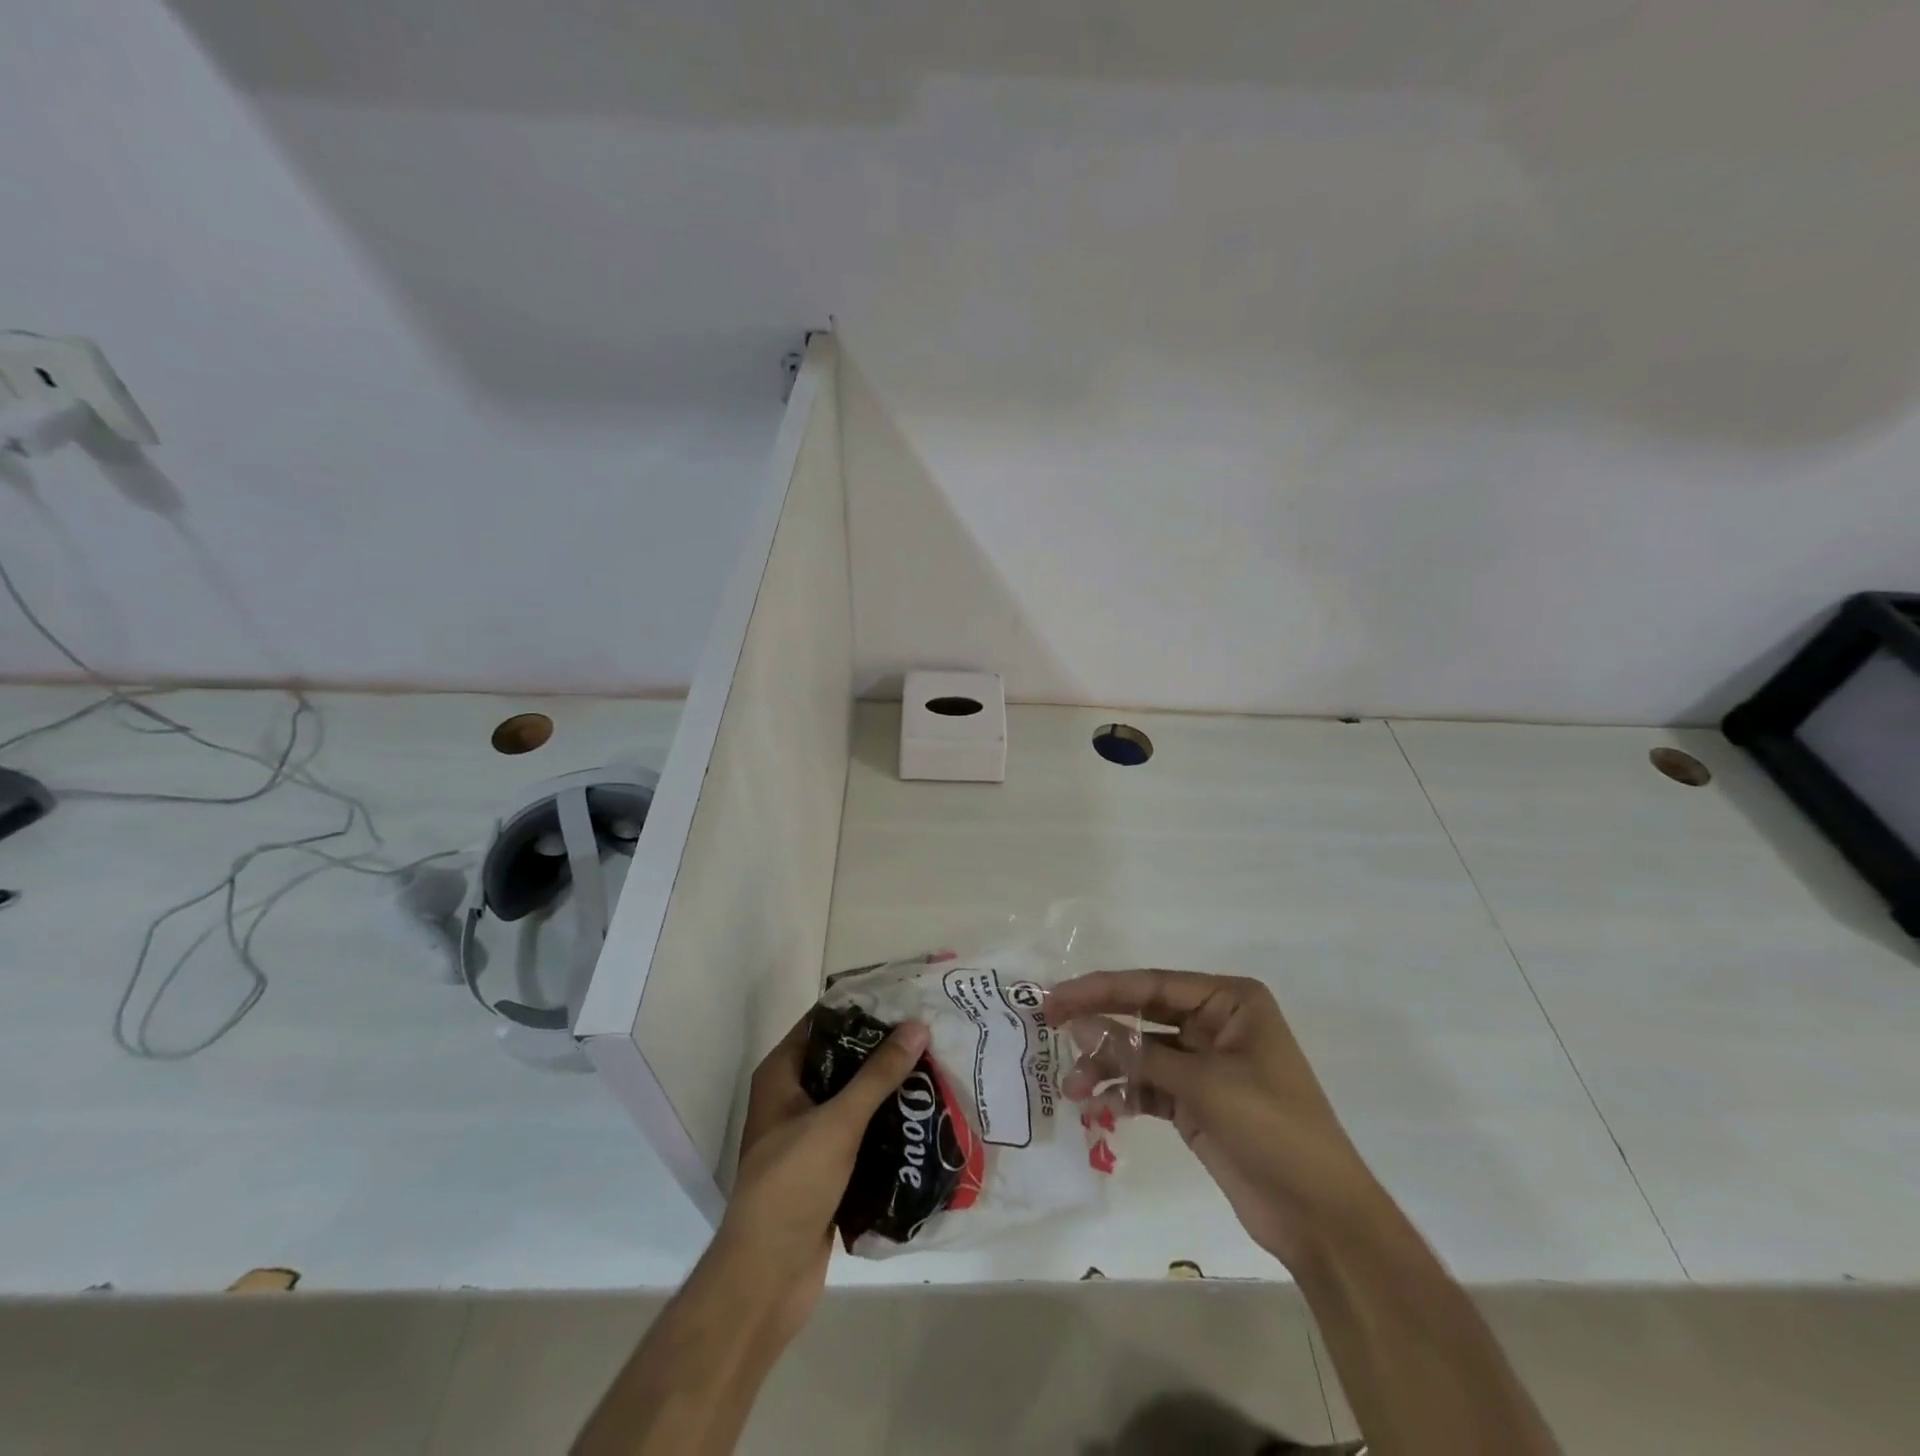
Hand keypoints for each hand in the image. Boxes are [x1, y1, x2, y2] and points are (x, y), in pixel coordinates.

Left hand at [716, 1012, 928, 1341]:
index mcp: (781, 1075)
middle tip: (929, 1033)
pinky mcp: (826, 1169)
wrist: (766, 1279)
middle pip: (842, 1059)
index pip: (823, 1022)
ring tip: (935, 1069)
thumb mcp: (837, 1122)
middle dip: (882, 1049)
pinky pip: (860, 1134)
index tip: (903, 998)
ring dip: (888, 1089)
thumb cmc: (792, 1185)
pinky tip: (923, 1118)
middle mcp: (791, 1098)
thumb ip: (878, 1075)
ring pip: (853, 1098)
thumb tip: (917, 1026)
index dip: (860, 1007)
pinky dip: (886, 1125)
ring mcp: (808, 1135)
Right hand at [1046, 970, 1378, 1269]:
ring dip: (1106, 1067)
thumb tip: (1076, 1025)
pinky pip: (1148, 1086)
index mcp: (1229, 1002)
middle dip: (1098, 1023)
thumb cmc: (1272, 1128)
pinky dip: (1123, 1093)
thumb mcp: (1203, 1085)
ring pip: (1141, 1053)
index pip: (1153, 985)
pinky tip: (1097, 1106)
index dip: (1101, 989)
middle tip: (1048, 1026)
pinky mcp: (1196, 1102)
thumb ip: (1136, 1054)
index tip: (1056, 997)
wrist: (1320, 1217)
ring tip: (1072, 1088)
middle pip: (1142, 1014)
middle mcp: (1215, 1024)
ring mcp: (1204, 1065)